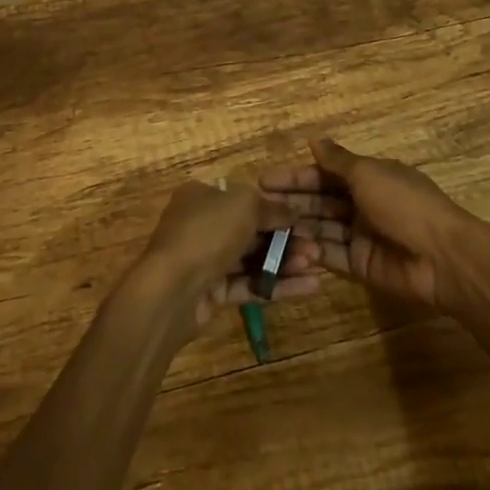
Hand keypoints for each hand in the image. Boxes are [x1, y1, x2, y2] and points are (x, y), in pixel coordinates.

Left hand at [132, 181, 321, 332]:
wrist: (172, 289)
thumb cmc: (207, 233)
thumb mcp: (244, 205)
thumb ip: (271, 207)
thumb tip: (292, 212)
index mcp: (201, 196)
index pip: (243, 198)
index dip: (274, 208)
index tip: (303, 218)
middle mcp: (201, 224)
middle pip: (250, 230)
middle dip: (285, 238)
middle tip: (315, 247)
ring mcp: (206, 260)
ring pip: (252, 259)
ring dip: (284, 262)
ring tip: (316, 266)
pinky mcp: (212, 293)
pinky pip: (249, 285)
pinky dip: (277, 286)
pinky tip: (309, 288)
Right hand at [261, 137, 488, 310]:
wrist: (443, 258)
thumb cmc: (404, 204)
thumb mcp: (368, 173)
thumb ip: (338, 161)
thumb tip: (315, 139)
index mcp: (368, 176)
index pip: (324, 172)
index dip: (296, 175)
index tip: (264, 180)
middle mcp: (363, 203)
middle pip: (320, 199)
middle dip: (292, 200)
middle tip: (258, 205)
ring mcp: (361, 235)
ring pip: (322, 226)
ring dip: (298, 225)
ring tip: (266, 227)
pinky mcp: (361, 265)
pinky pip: (331, 254)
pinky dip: (312, 250)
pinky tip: (288, 247)